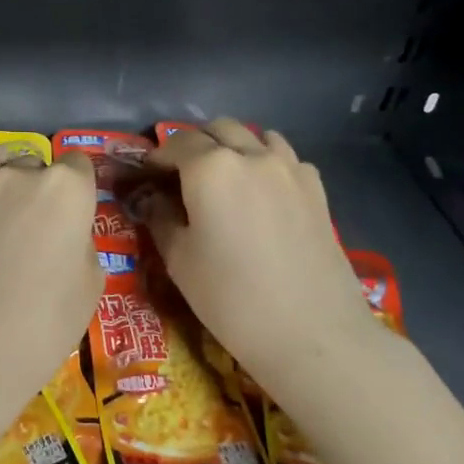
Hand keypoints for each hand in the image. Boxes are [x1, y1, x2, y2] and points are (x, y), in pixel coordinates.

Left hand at [0, 142, 100, 431]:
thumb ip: (81, 242)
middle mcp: (20, 175)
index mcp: (66, 189)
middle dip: (39, 185)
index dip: (79, 189)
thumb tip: (65, 233)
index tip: (74, 215)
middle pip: (35, 162)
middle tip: (36, 226)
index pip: (78, 165)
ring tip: (0, 199)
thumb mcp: (90, 284)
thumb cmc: (45, 322)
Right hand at [142, 120, 379, 380]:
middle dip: (195, 145)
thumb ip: (161, 219)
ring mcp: (290, 168)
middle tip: (181, 176)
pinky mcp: (316, 189)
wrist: (312, 333)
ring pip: (256, 136)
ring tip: (224, 179)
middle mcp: (251, 155)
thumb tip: (155, 200)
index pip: (176, 144)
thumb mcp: (179, 261)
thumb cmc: (231, 298)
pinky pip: (285, 158)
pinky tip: (262, 193)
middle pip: (218, 130)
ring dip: (233, 147)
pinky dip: (266, 162)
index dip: (157, 158)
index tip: (146, 176)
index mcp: (211, 168)